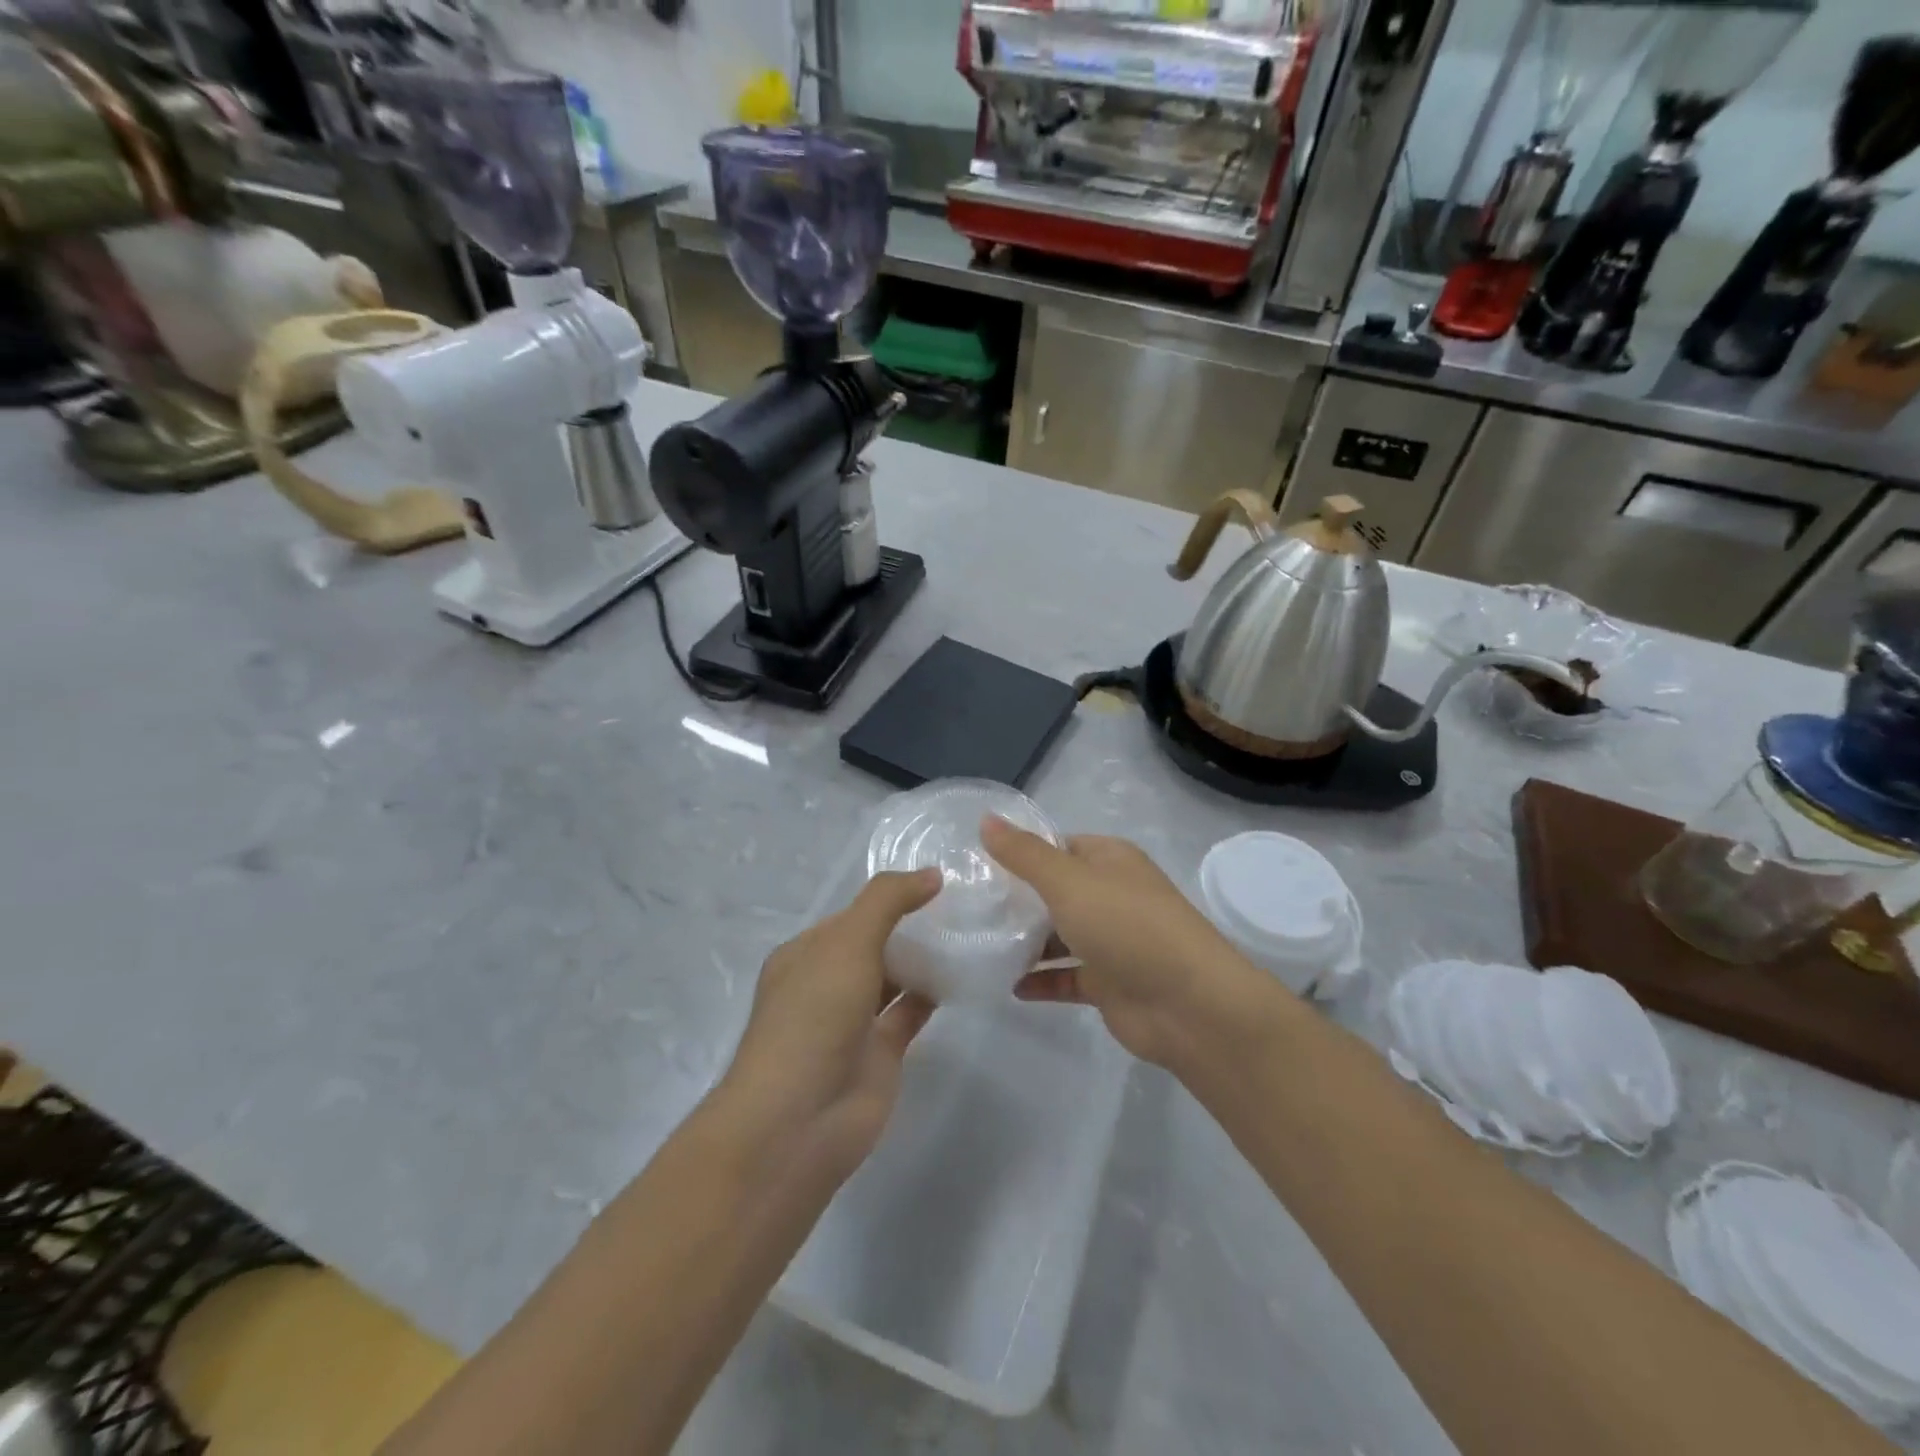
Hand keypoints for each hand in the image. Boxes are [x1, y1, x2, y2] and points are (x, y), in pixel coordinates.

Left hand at [720, 869, 941, 1180]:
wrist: (799, 1122)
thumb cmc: (813, 1017)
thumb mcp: (846, 942)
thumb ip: (887, 901)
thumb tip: (932, 874)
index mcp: (806, 954)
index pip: (853, 914)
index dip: (890, 897)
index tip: (939, 881)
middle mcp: (828, 983)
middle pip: (875, 944)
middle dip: (911, 926)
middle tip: (965, 903)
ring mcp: (854, 1021)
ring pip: (895, 978)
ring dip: (925, 958)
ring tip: (970, 930)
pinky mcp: (881, 1053)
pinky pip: (911, 1012)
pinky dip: (934, 994)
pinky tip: (965, 972)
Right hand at [982, 818, 1269, 1069]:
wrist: (1189, 1005)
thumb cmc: (1127, 926)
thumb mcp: (1069, 881)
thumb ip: (1024, 854)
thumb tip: (985, 819)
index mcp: (1110, 860)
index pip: (1059, 845)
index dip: (1022, 851)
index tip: (978, 864)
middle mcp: (1112, 895)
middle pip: (1056, 891)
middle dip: (1018, 898)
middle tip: (970, 906)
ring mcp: (1112, 941)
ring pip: (1060, 935)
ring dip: (1026, 941)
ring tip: (980, 944)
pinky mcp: (1108, 983)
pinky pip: (1066, 976)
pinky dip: (1041, 979)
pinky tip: (1009, 985)